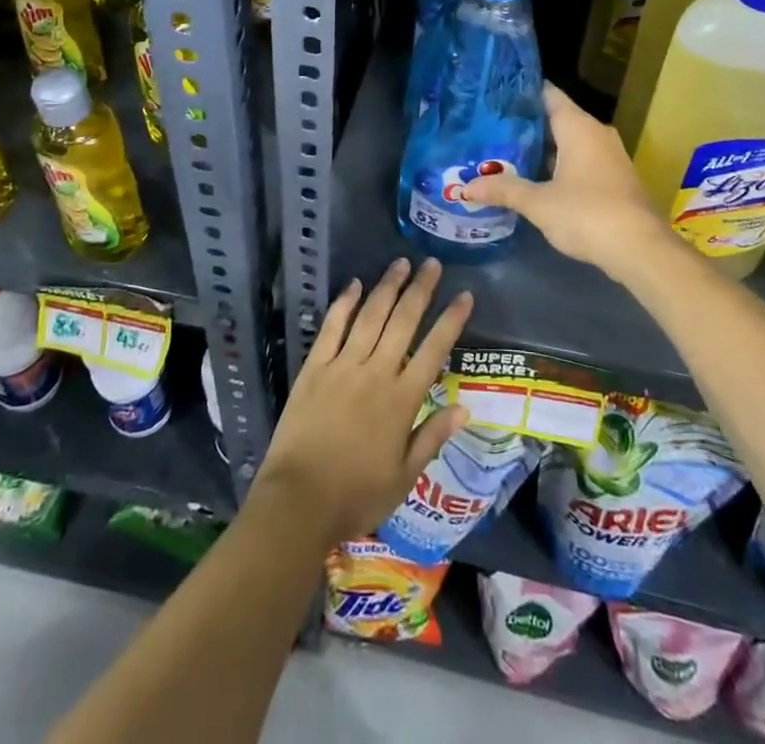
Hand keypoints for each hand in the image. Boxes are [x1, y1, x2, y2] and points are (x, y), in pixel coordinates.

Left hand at [253, 258, 473, 542]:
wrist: (298, 502)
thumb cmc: (356, 495)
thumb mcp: (404, 476)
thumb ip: (433, 437)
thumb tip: (465, 408)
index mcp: (402, 400)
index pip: (434, 350)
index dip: (452, 320)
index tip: (465, 295)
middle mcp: (376, 373)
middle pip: (403, 322)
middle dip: (421, 290)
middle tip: (432, 264)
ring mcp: (343, 366)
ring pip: (370, 316)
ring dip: (387, 287)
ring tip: (401, 263)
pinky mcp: (315, 367)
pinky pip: (332, 327)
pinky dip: (345, 303)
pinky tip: (355, 284)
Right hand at [463, 83, 669, 277]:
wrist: (640, 250)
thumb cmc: (587, 214)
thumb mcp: (538, 203)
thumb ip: (504, 190)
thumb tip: (466, 187)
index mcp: (578, 126)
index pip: (547, 94)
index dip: (521, 93)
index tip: (493, 96)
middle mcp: (596, 133)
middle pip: (556, 118)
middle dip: (525, 125)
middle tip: (490, 128)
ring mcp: (608, 156)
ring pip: (568, 142)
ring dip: (541, 149)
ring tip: (505, 152)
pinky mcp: (614, 178)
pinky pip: (580, 160)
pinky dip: (557, 165)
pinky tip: (534, 179)